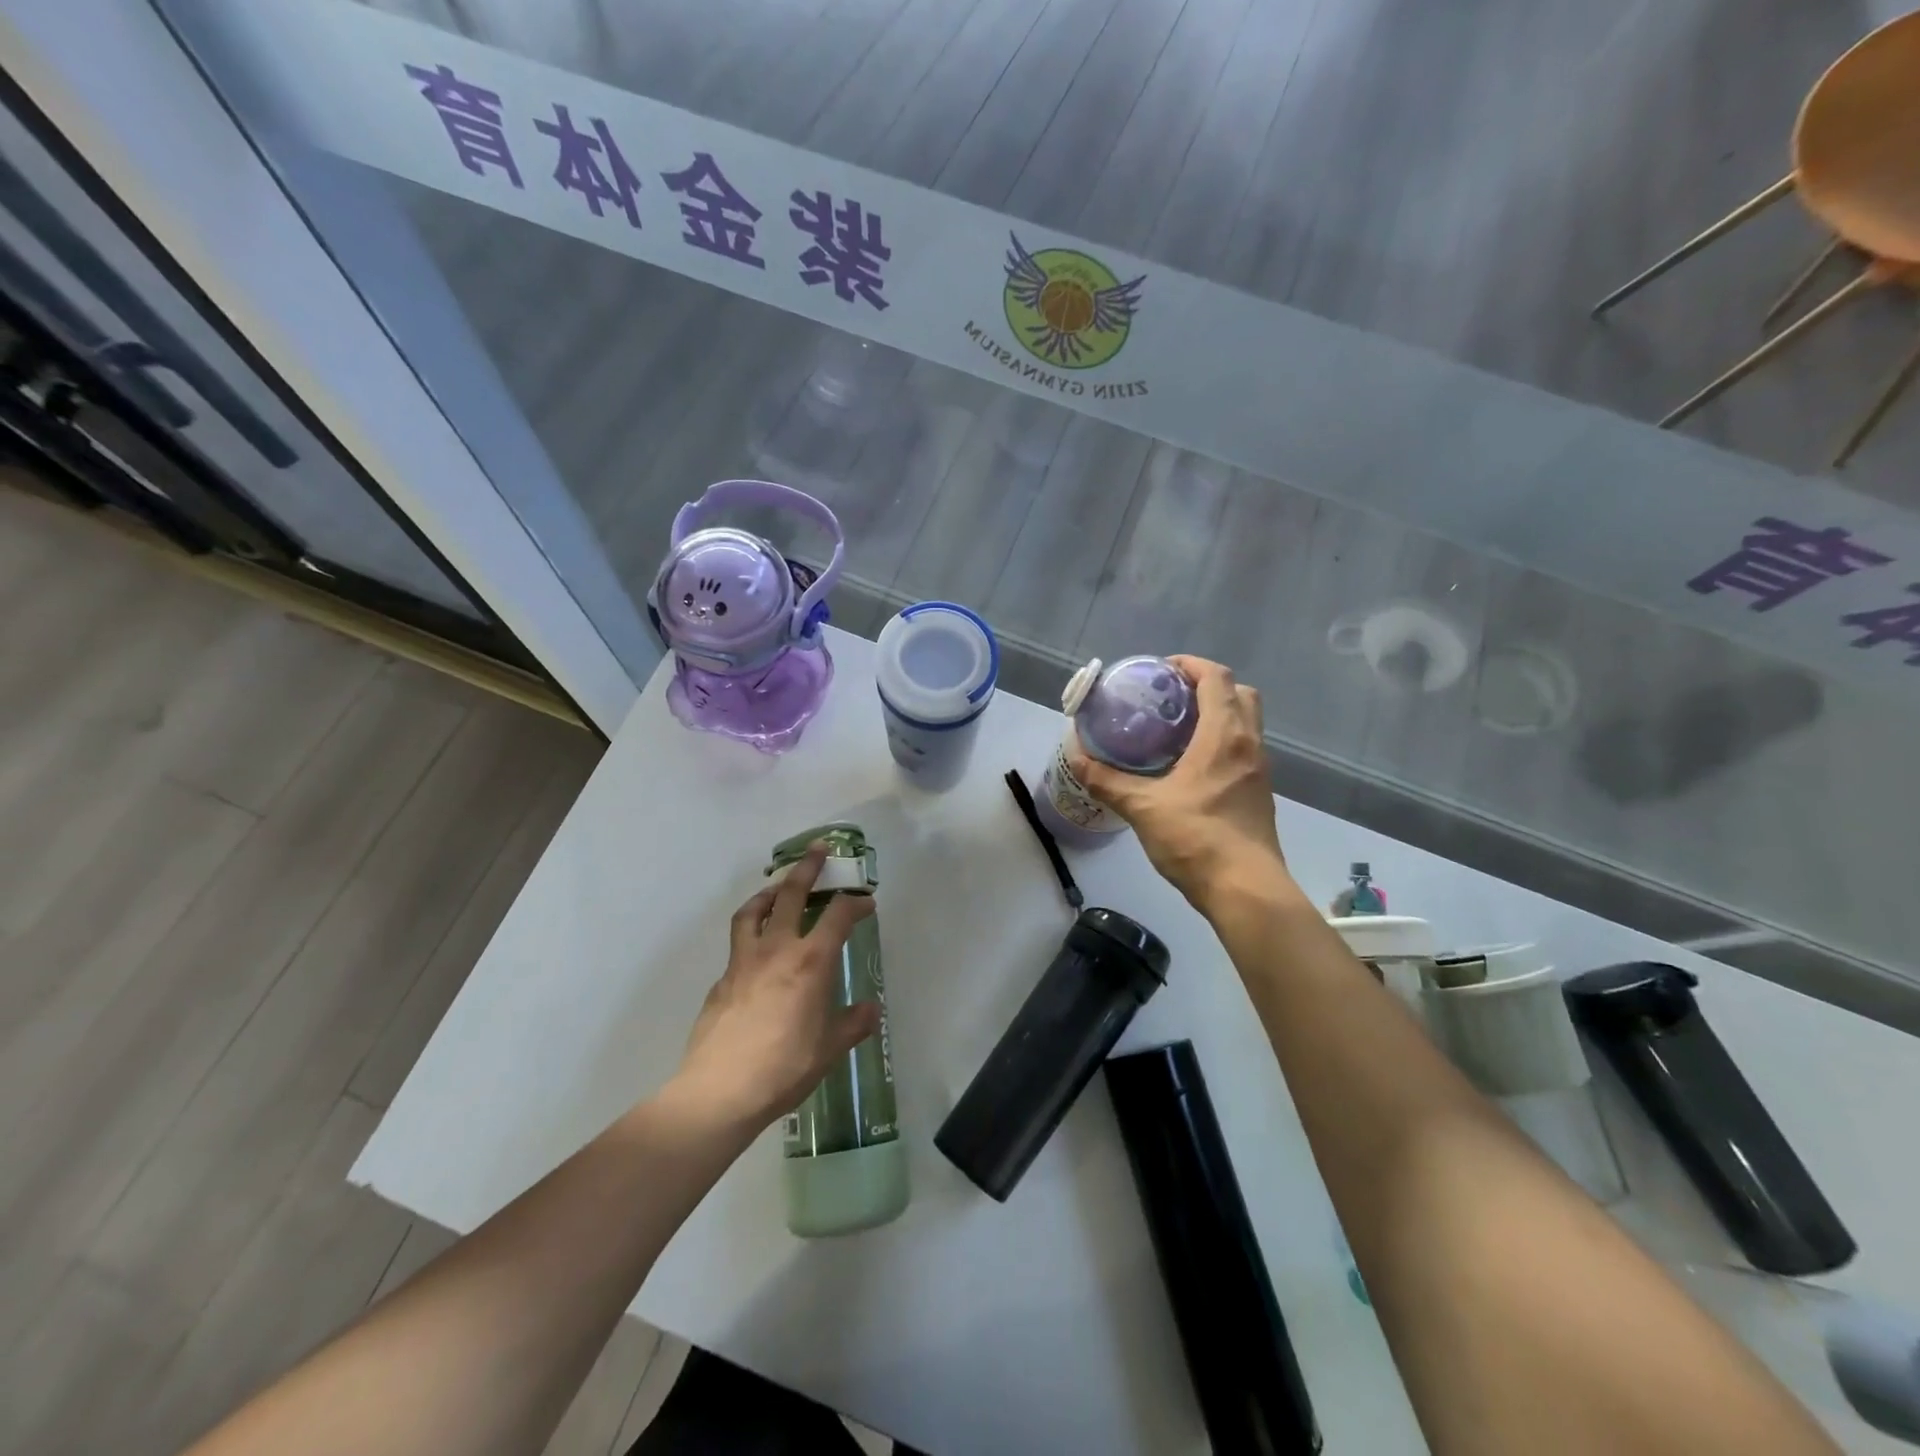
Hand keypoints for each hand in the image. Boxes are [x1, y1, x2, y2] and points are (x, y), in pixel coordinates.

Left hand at [673, 843, 881, 1129]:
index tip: (866, 902)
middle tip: (819, 850)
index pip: (838, 916)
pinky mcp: (721, 980)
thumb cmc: (784, 1068)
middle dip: (808, 869)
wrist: (720, 1090)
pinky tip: (756, 952)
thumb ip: (852, 1024)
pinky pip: (738, 944)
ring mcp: (743, 962)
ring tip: (777, 888)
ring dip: (768, 892)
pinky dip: (750, 933)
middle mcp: (776, 949)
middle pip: (791, 894)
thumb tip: (870, 1010)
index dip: (855, 903)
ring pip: (753, 911)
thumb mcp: (829, 1049)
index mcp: (810, 961)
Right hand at [1066, 655, 1286, 906]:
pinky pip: (1243, 749)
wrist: (1246, 890)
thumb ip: (1107, 780)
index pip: (1216, 678)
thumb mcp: (1143, 808)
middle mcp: (1249, 744)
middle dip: (1208, 686)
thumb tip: (1074, 756)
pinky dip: (1222, 741)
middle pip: (1240, 693)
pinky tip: (1191, 766)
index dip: (1191, 665)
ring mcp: (1259, 770)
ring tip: (1176, 728)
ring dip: (1218, 714)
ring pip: (1245, 723)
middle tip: (1172, 697)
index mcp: (1224, 736)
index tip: (1162, 670)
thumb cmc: (1196, 839)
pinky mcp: (1259, 793)